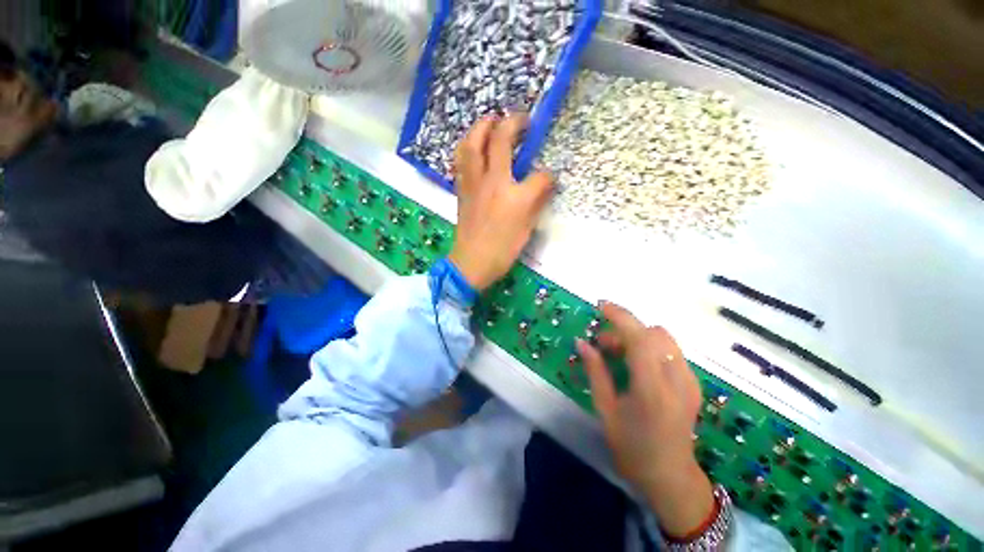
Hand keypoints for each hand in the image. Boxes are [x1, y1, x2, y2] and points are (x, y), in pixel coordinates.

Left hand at [448, 114, 553, 290]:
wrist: (472, 262)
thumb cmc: (502, 250)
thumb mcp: (527, 229)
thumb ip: (537, 203)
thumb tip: (544, 186)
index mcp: (515, 197)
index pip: (539, 177)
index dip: (547, 177)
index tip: (549, 180)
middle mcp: (493, 182)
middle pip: (500, 141)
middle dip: (512, 123)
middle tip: (520, 119)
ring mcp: (474, 184)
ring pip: (472, 145)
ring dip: (481, 127)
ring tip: (490, 121)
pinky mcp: (462, 190)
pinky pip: (461, 160)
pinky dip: (467, 147)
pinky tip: (473, 146)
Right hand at [577, 302, 714, 538]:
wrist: (670, 476)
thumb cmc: (631, 447)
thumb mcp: (605, 409)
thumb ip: (595, 371)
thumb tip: (582, 342)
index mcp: (652, 389)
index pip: (640, 339)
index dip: (620, 317)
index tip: (601, 306)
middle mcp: (677, 380)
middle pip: (654, 333)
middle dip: (626, 330)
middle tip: (604, 346)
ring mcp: (690, 381)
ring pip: (664, 339)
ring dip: (638, 337)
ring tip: (619, 355)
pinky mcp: (694, 384)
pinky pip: (671, 351)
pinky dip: (650, 347)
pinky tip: (637, 365)